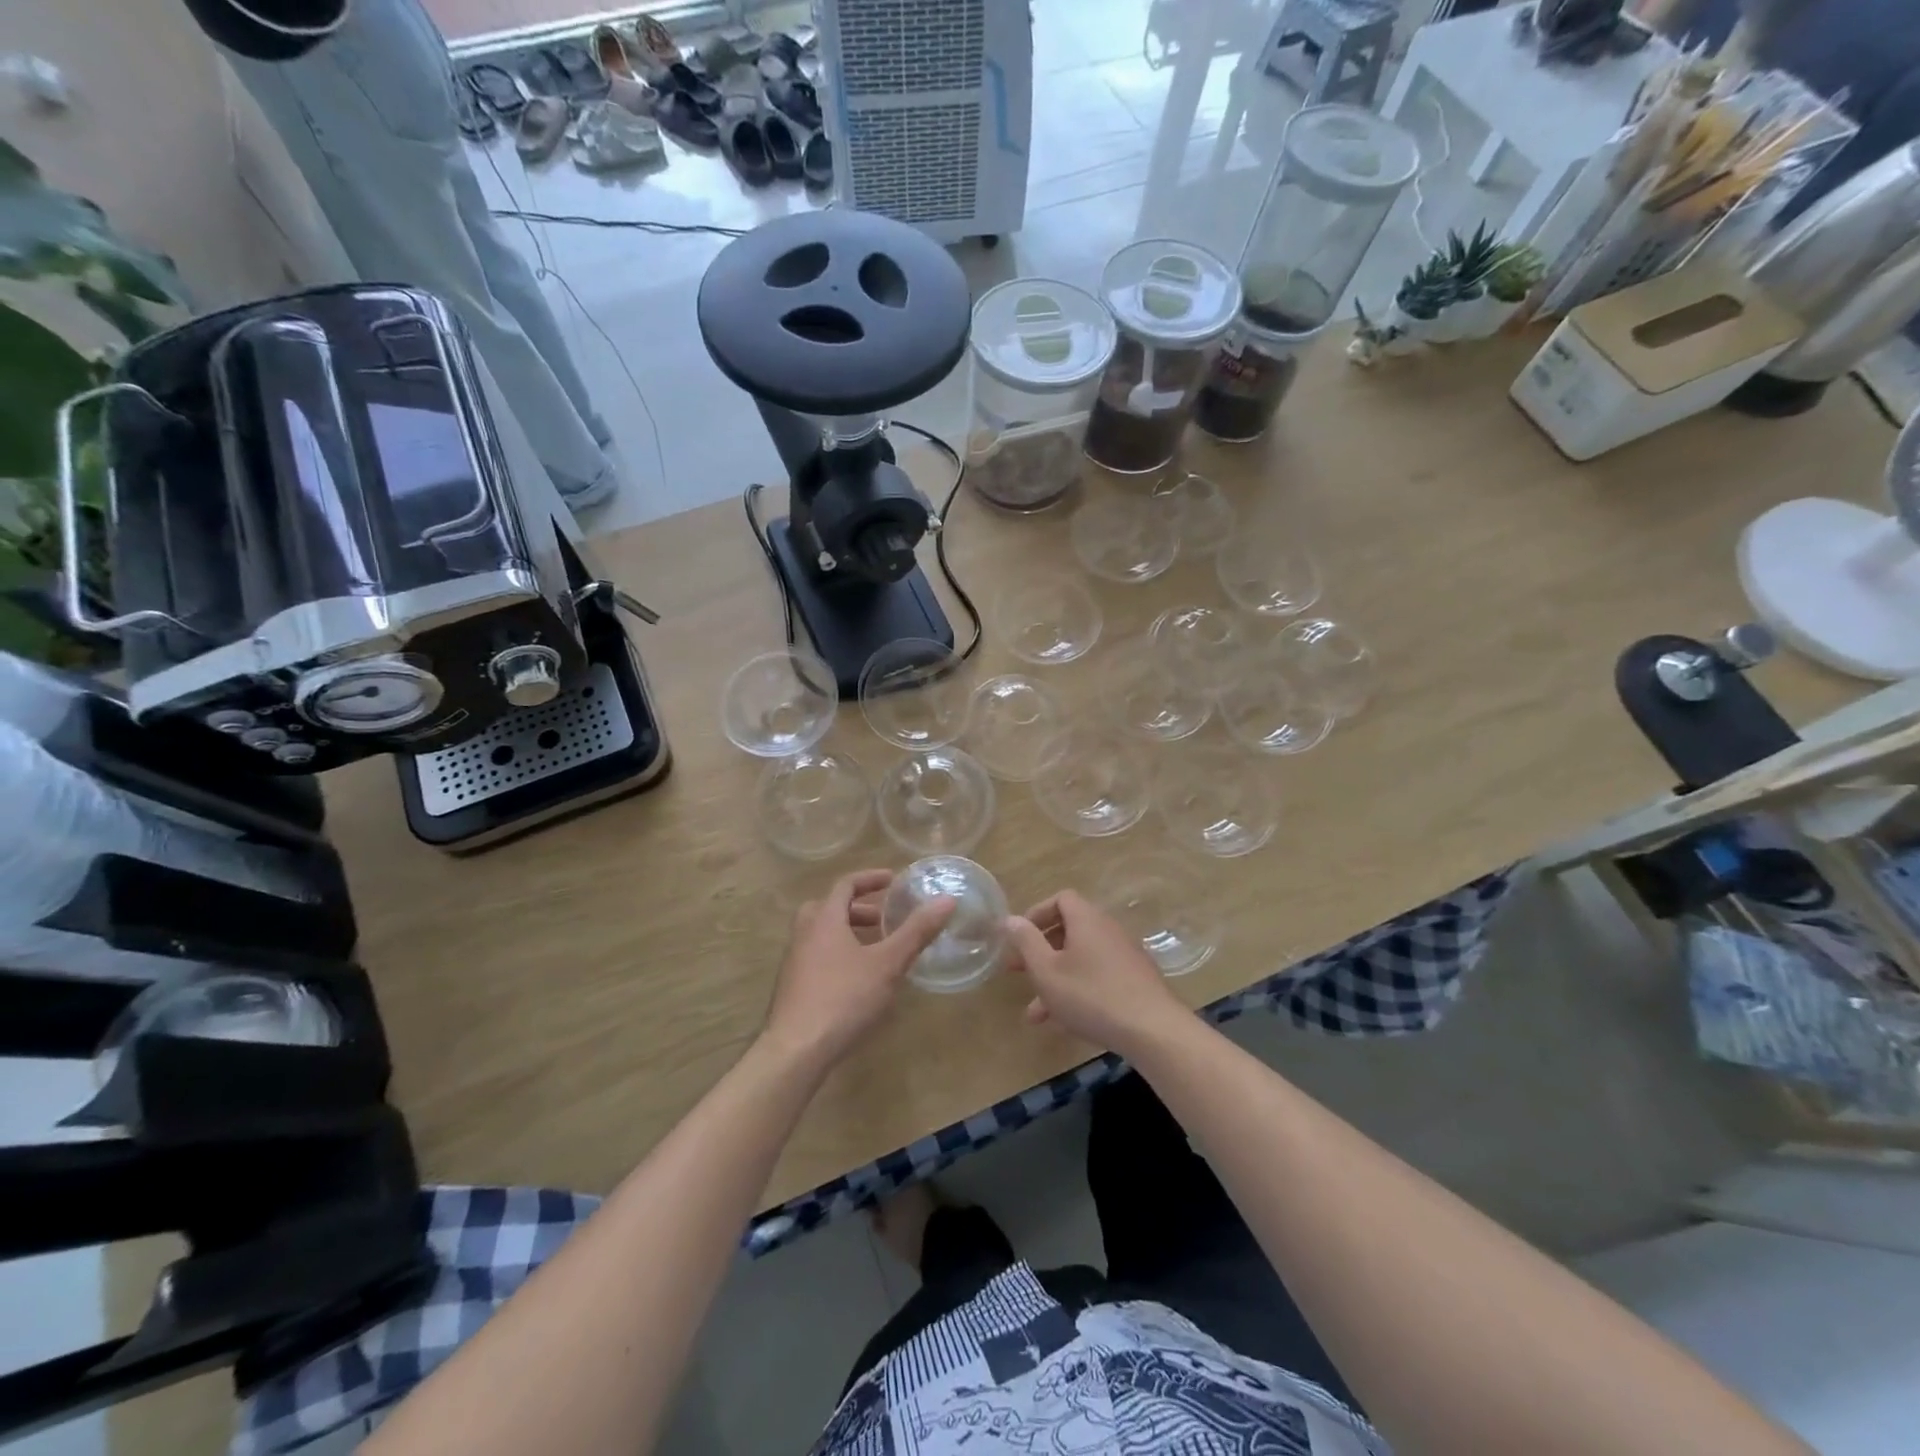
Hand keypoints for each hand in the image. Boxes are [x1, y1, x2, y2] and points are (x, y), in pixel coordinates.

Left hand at [762, 869, 954, 1066]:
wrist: (795, 1052)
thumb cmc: (843, 998)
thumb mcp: (888, 964)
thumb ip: (916, 931)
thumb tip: (947, 900)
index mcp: (824, 920)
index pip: (845, 885)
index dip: (870, 879)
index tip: (893, 880)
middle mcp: (804, 934)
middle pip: (828, 908)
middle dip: (858, 908)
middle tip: (883, 918)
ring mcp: (794, 963)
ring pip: (821, 934)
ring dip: (848, 933)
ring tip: (876, 950)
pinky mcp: (792, 989)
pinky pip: (817, 958)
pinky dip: (838, 955)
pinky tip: (858, 981)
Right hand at [1004, 891, 1186, 1055]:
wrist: (1152, 1030)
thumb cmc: (1091, 995)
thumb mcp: (1047, 970)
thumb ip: (1026, 942)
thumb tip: (1010, 919)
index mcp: (1086, 920)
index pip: (1061, 899)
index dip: (1037, 914)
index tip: (1018, 938)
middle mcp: (1107, 930)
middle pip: (1069, 931)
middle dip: (1039, 952)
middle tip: (1017, 972)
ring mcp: (1124, 956)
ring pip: (1080, 961)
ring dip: (1055, 981)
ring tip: (1034, 1014)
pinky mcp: (1134, 981)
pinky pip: (1097, 977)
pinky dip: (1077, 991)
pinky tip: (1064, 1021)